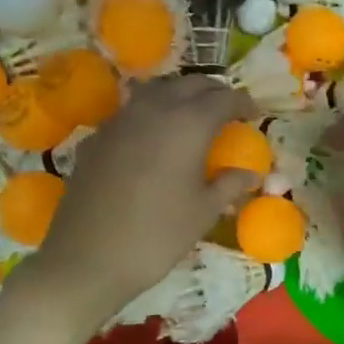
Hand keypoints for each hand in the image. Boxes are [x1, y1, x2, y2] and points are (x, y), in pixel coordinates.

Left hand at [29, 76, 259, 330]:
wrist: (88, 258)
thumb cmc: (158, 235)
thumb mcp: (204, 212)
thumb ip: (229, 184)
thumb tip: (250, 173)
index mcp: (188, 124)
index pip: (223, 98)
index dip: (242, 102)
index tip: (254, 113)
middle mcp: (154, 110)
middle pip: (189, 84)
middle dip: (213, 92)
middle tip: (227, 109)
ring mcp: (120, 120)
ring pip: (157, 91)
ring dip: (180, 96)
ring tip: (192, 116)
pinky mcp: (97, 137)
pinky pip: (131, 112)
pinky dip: (151, 115)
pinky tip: (154, 139)